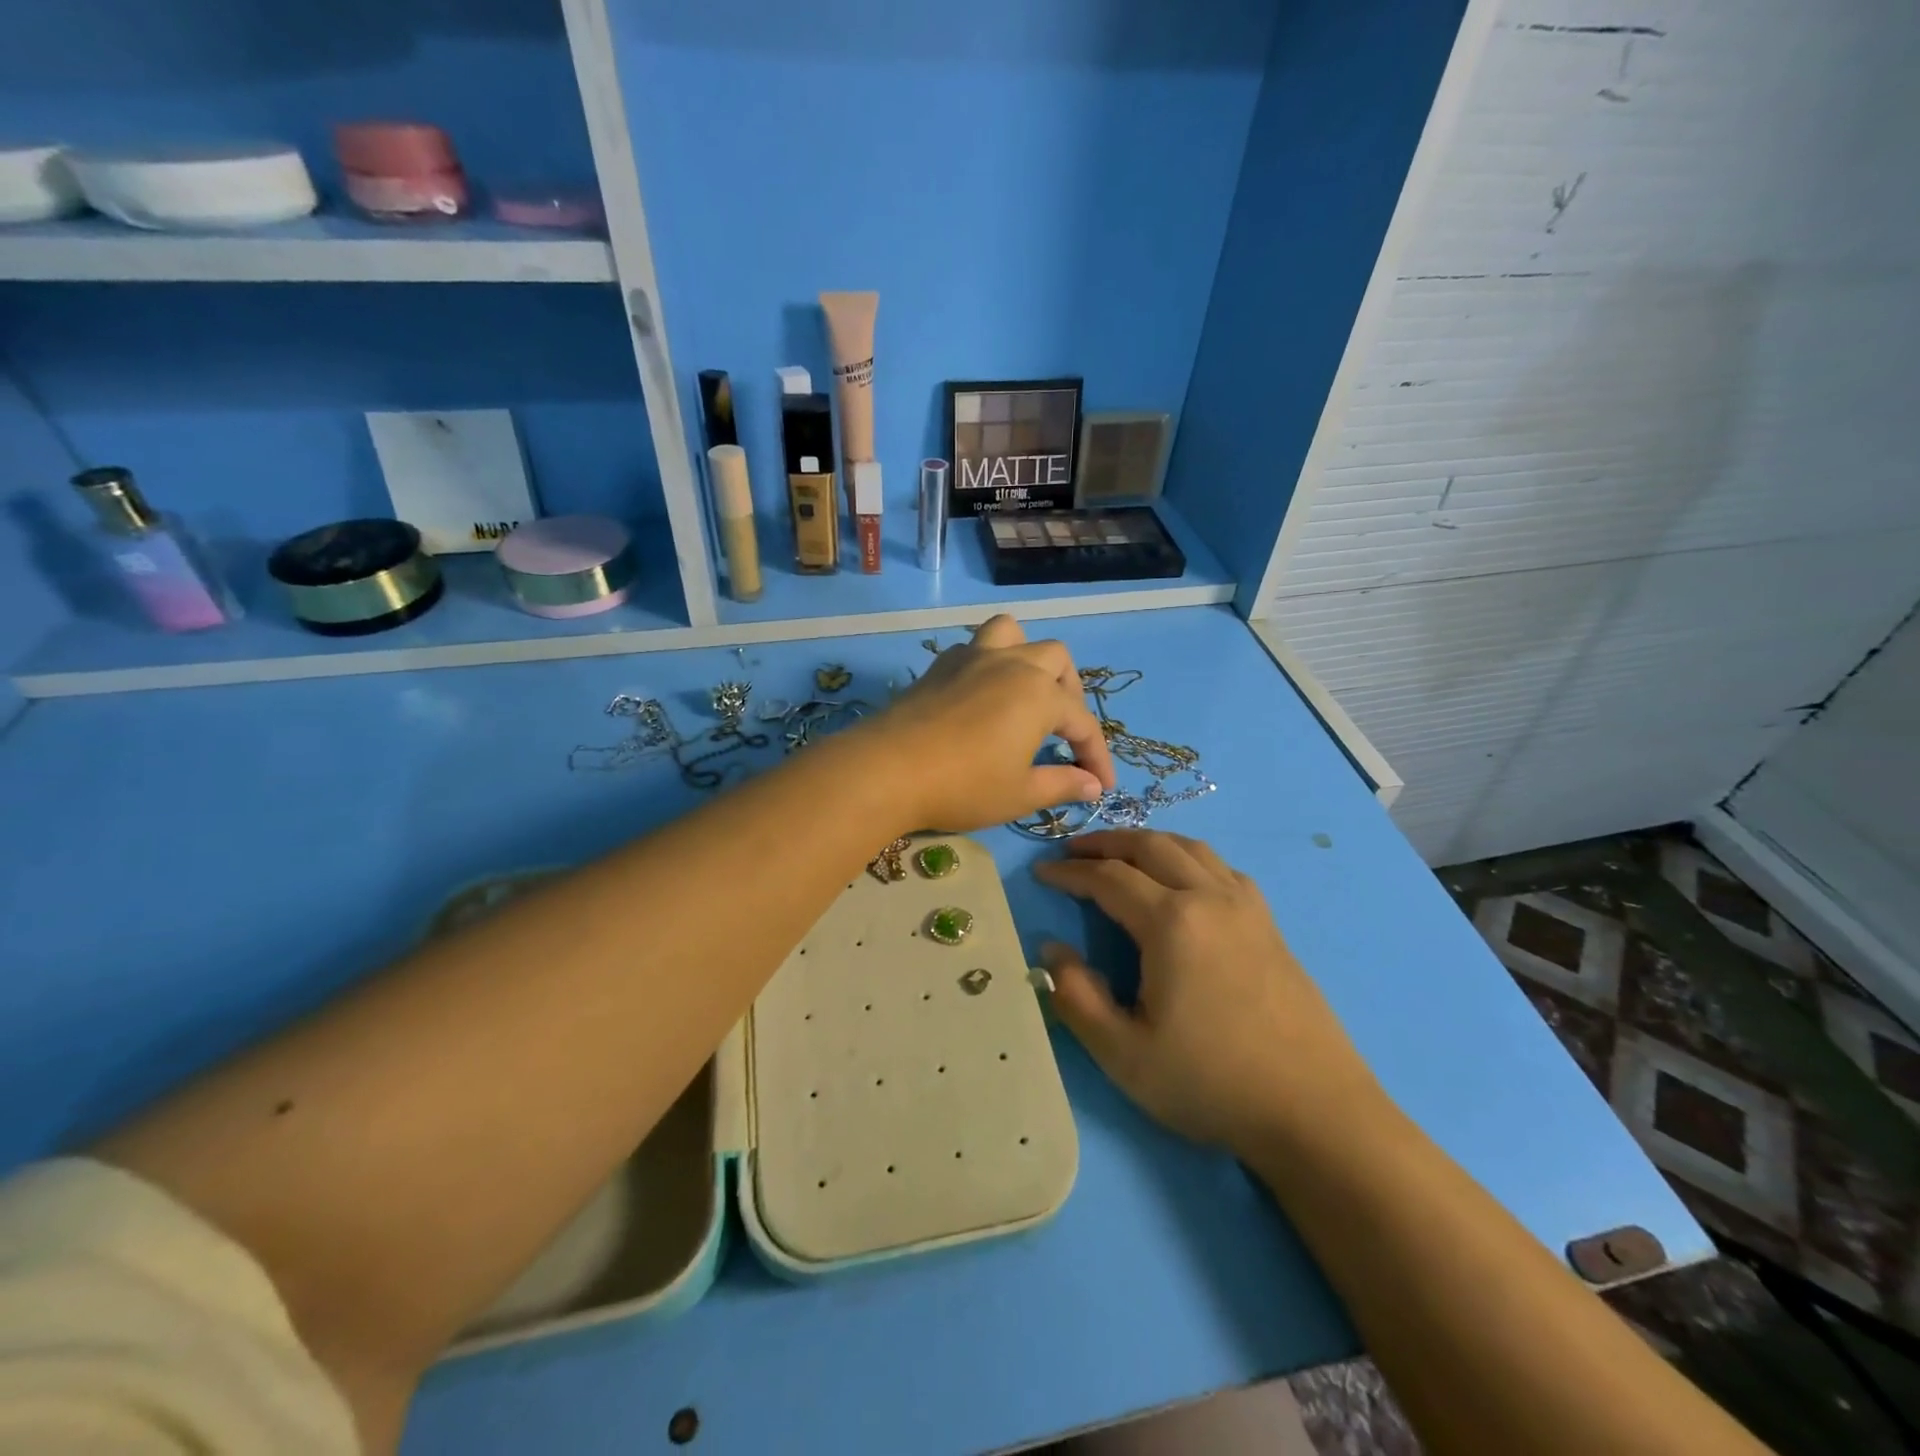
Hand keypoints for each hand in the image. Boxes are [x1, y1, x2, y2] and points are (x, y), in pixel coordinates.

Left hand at [858, 615, 1115, 832]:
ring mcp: (972, 658)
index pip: (1082, 723)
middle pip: (1056, 660)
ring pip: (1013, 633)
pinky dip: (990, 663)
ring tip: (1026, 691)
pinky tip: (982, 696)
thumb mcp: (1019, 794)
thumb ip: (1061, 784)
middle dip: (1071, 693)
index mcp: (1040, 695)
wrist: (888, 769)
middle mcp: (1012, 664)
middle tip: (1063, 732)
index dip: (1097, 756)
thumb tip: (1092, 785)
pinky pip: (976, 647)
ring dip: (1029, 657)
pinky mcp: (940, 666)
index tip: (1104, 786)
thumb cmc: (963, 785)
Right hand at [1035, 830, 1376, 1156]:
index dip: (1069, 872)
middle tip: (1073, 850)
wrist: (1315, 1112)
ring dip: (1148, 842)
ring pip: (1190, 848)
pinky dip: (1188, 857)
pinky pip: (1221, 868)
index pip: (1108, 878)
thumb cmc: (1210, 1083)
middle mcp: (1210, 897)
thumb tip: (1051, 949)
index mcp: (1172, 922)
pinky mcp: (1270, 924)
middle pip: (1150, 845)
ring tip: (1121, 854)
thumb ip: (1075, 996)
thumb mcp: (1123, 1053)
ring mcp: (1246, 907)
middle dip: (1106, 842)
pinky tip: (1183, 879)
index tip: (1041, 873)